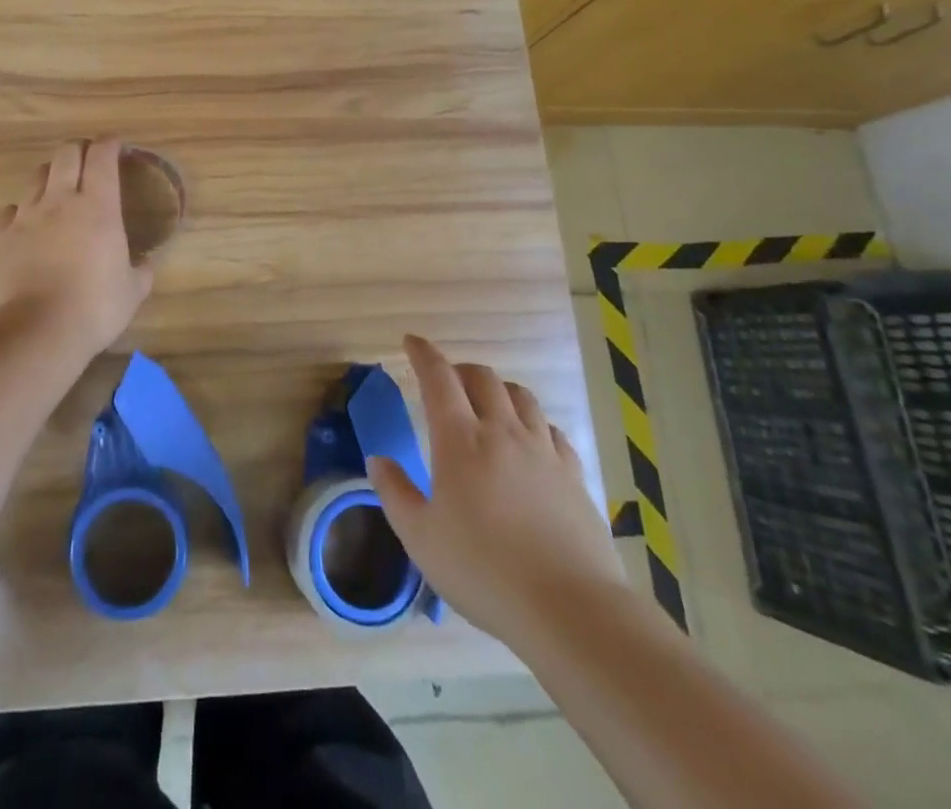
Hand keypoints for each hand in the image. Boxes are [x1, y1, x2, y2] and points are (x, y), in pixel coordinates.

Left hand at [0, 139, 153, 357]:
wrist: (35, 332)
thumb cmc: (94, 309)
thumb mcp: (132, 292)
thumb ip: (141, 272)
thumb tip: (145, 264)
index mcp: (98, 207)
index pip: (102, 157)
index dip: (109, 144)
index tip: (115, 144)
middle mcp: (60, 201)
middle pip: (66, 154)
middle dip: (78, 149)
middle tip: (88, 160)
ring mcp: (25, 216)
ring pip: (36, 177)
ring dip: (50, 176)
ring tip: (57, 190)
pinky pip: (9, 211)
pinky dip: (20, 212)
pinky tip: (24, 226)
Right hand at [368, 335, 623, 643]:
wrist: (570, 609)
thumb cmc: (483, 571)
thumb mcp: (421, 538)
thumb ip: (395, 493)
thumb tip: (377, 460)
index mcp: (460, 440)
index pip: (438, 378)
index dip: (423, 354)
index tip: (411, 342)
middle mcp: (503, 432)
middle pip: (483, 378)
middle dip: (460, 370)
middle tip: (447, 381)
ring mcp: (543, 451)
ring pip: (521, 397)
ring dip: (499, 390)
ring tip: (489, 404)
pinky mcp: (574, 475)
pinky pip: (551, 430)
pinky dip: (533, 423)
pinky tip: (531, 441)